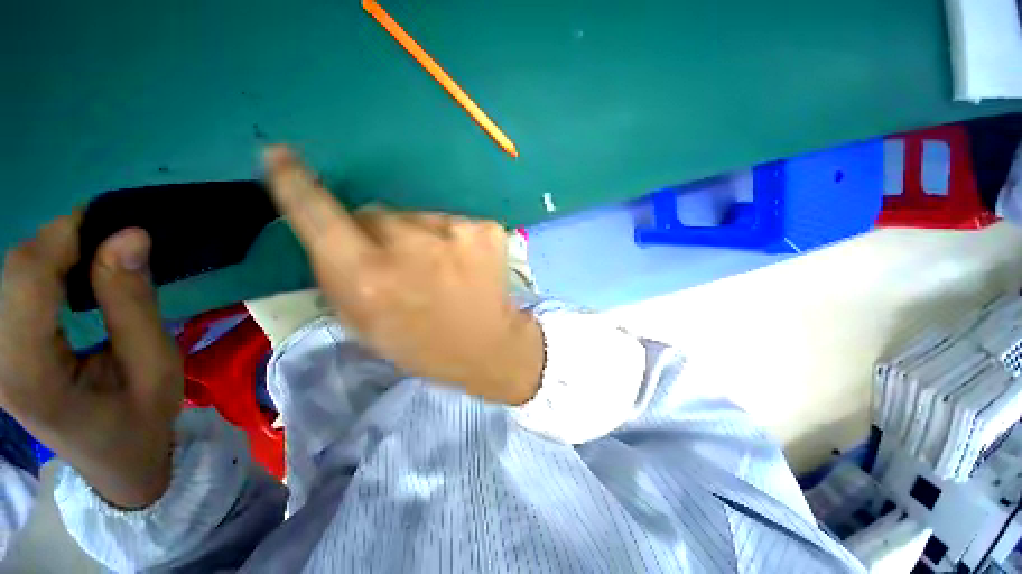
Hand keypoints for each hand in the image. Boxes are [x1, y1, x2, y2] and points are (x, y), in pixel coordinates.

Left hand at [0, 214, 180, 508]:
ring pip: (16, 272)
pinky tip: (77, 277)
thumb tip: (130, 235)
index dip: (67, 236)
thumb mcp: (155, 367)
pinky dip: (50, 268)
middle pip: (18, 270)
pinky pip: (19, 286)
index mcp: (29, 373)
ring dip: (60, 254)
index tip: (118, 223)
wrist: (115, 460)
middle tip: (120, 242)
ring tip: (104, 259)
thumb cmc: (141, 420)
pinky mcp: (1, 345)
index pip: (28, 278)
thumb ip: (135, 305)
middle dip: (67, 242)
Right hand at [263, 146, 543, 404]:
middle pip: (377, 213)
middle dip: (379, 233)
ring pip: (417, 216)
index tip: (279, 156)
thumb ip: (339, 276)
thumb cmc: (422, 345)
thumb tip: (330, 232)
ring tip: (439, 269)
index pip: (320, 216)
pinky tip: (463, 264)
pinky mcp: (485, 229)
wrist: (487, 345)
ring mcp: (455, 232)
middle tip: (402, 264)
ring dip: (419, 236)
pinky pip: (452, 223)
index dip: (296, 185)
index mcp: (370, 276)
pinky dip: (451, 239)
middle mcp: (410, 245)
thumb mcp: (364, 324)